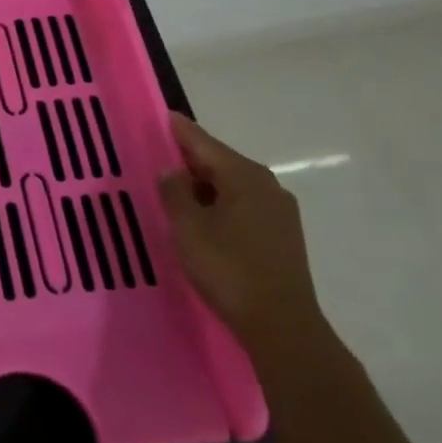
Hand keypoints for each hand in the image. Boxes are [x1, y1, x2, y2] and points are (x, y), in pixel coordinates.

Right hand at [159, 114, 325, 361]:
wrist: (281, 326)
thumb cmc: (229, 269)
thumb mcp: (188, 227)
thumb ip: (174, 192)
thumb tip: (171, 171)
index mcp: (244, 175)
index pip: (203, 142)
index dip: (178, 130)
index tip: (161, 115)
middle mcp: (266, 185)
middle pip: (220, 162)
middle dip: (190, 159)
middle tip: (159, 157)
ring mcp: (279, 211)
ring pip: (232, 186)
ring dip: (204, 186)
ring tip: (175, 191)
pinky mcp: (282, 236)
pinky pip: (243, 206)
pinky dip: (220, 204)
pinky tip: (203, 219)